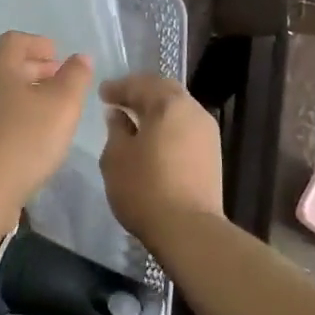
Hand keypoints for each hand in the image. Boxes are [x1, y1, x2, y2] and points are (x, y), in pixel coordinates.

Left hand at [0, 32, 92, 223]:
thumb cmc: (23, 140)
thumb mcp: (62, 105)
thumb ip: (75, 77)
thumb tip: (80, 57)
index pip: (14, 41)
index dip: (38, 44)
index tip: (58, 55)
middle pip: (4, 66)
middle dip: (33, 69)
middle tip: (58, 80)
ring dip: (22, 94)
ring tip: (47, 110)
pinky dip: (10, 116)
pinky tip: (27, 136)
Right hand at [99, 75, 222, 244]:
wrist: (189, 230)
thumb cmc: (145, 188)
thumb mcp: (116, 156)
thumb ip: (116, 129)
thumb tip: (119, 115)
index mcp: (168, 103)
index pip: (140, 84)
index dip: (118, 87)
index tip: (102, 94)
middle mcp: (193, 110)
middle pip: (164, 91)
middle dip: (140, 92)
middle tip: (119, 99)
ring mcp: (207, 132)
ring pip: (178, 109)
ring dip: (156, 109)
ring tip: (135, 119)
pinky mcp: (212, 154)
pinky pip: (185, 127)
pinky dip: (168, 125)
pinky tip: (154, 138)